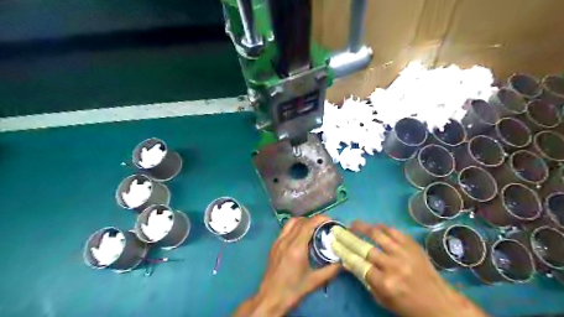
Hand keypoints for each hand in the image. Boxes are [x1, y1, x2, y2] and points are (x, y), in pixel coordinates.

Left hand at [232, 216, 338, 316]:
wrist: (270, 298)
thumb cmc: (293, 291)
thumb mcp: (315, 281)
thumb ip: (331, 270)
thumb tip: (344, 261)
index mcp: (296, 247)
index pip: (308, 224)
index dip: (320, 219)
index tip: (331, 220)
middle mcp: (286, 240)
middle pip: (300, 221)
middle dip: (314, 219)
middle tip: (325, 225)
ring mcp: (278, 242)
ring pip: (291, 222)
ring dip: (303, 221)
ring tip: (313, 229)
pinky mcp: (274, 245)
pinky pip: (285, 229)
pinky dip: (295, 227)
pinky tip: (301, 237)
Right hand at [351, 222, 486, 316]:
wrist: (440, 303)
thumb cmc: (408, 305)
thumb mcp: (383, 299)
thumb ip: (365, 280)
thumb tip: (348, 262)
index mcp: (385, 283)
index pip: (357, 263)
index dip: (343, 251)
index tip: (334, 243)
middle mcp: (393, 266)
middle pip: (364, 247)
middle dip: (347, 237)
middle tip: (338, 230)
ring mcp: (404, 253)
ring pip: (377, 234)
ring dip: (362, 227)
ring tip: (353, 224)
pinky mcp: (412, 245)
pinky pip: (393, 230)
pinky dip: (381, 227)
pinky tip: (374, 226)